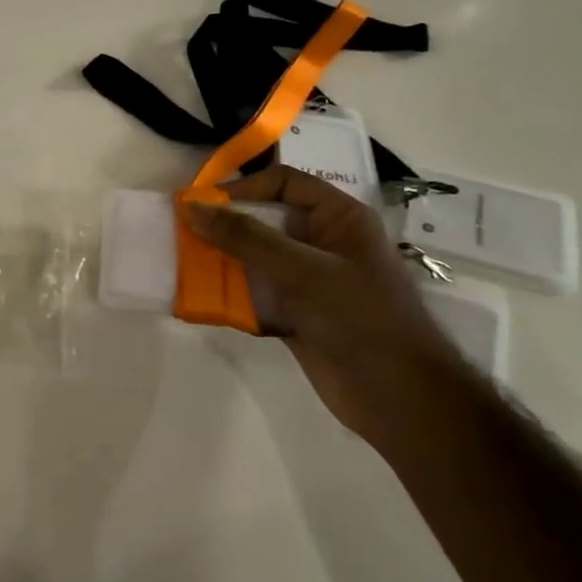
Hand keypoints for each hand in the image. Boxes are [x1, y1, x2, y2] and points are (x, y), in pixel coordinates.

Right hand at [184, 165, 474, 448]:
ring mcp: (308, 282)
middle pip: (264, 221)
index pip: (285, 183)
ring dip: (222, 263)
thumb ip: (246, 238)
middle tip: (183, 234)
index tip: (203, 205)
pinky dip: (229, 297)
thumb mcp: (303, 271)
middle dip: (224, 228)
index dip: (244, 188)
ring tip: (184, 266)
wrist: (398, 398)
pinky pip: (254, 296)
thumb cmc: (360, 318)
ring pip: (254, 260)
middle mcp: (322, 244)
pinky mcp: (295, 315)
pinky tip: (201, 301)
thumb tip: (193, 208)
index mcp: (339, 219)